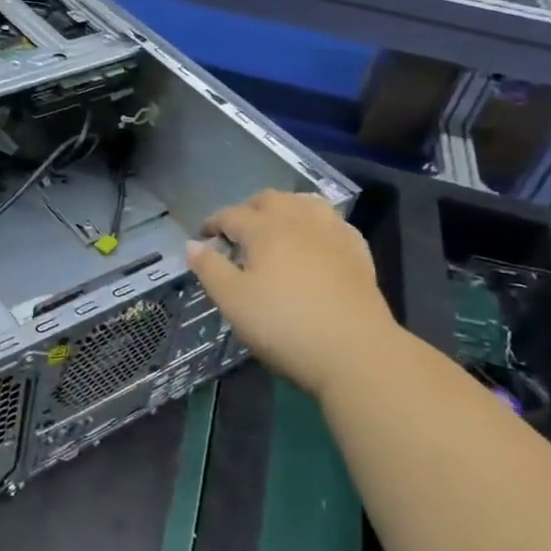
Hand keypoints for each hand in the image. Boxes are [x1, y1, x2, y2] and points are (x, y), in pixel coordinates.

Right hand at [184, 190, 398, 401]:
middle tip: (238, 232)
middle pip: (270, 199)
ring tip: (277, 228)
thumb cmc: (284, 325)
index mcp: (265, 229)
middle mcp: (299, 221)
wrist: (355, 352)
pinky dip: (317, 225)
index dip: (213, 223)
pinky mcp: (358, 253)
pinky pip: (334, 223)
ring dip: (286, 208)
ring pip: (306, 203)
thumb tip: (192, 244)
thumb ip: (210, 269)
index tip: (203, 237)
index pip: (232, 214)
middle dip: (249, 209)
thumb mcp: (233, 301)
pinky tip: (315, 242)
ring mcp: (333, 233)